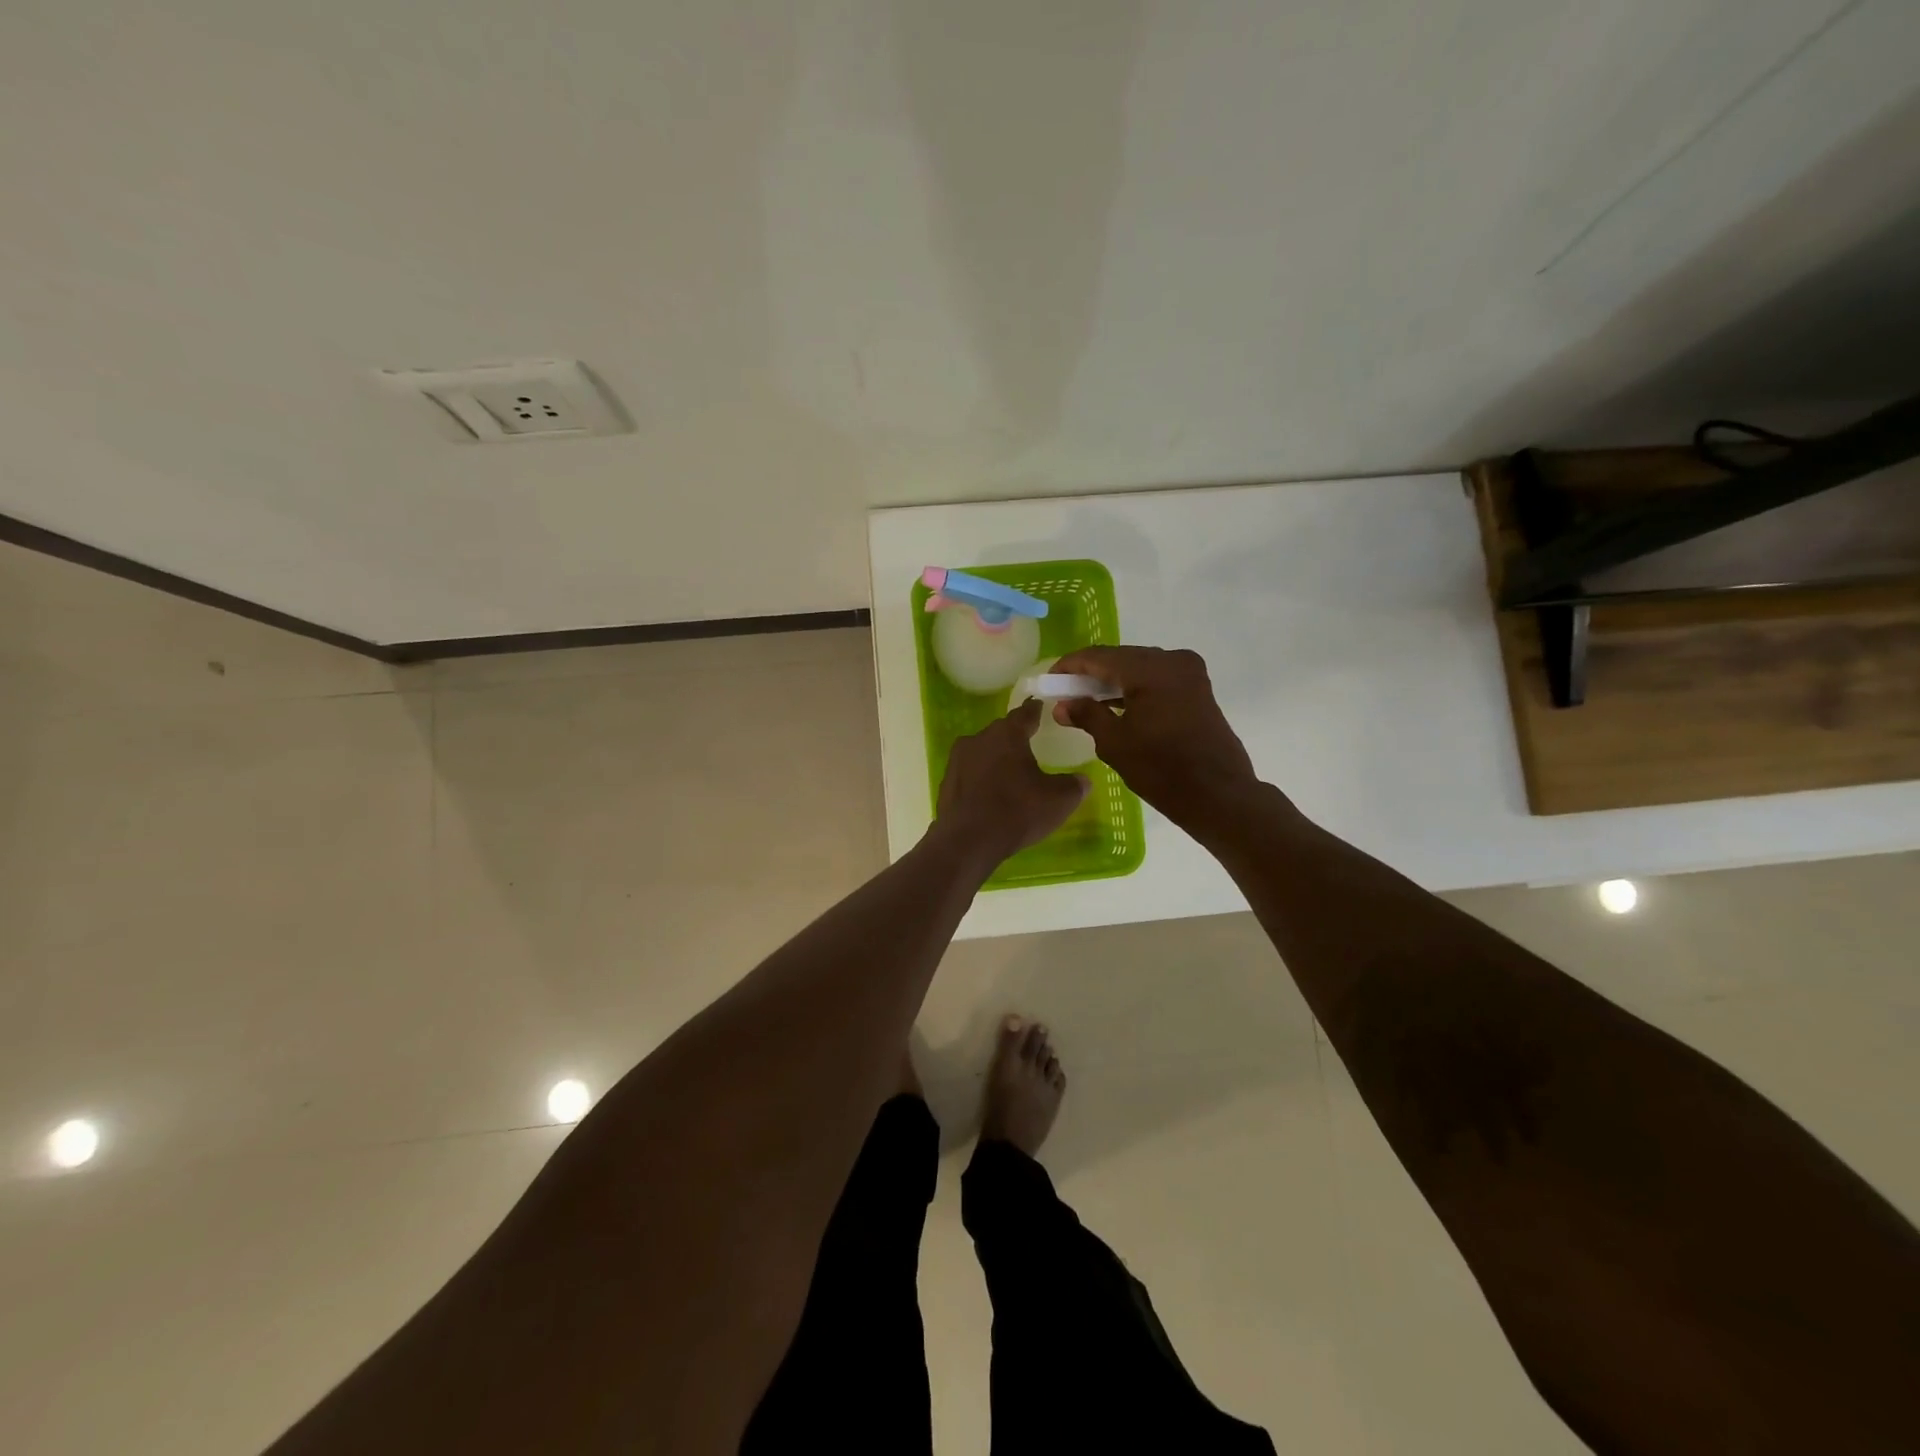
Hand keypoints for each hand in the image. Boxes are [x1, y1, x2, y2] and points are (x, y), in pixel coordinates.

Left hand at [934, 700, 1088, 865]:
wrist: (968, 841)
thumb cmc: (1018, 812)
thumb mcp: (1059, 800)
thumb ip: (1074, 785)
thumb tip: (1082, 780)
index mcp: (1007, 734)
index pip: (1025, 713)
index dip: (1036, 711)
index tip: (1041, 707)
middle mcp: (979, 739)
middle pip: (1002, 733)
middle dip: (1015, 739)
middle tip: (1030, 749)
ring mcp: (958, 760)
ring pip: (983, 753)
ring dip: (996, 760)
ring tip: (1011, 777)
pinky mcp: (946, 783)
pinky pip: (970, 774)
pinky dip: (981, 780)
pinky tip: (990, 797)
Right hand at [1049, 646, 1260, 830]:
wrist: (1219, 795)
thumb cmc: (1162, 770)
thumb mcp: (1115, 743)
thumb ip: (1086, 715)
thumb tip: (1062, 705)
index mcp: (1151, 669)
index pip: (1099, 656)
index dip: (1070, 666)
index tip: (1049, 680)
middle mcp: (1173, 661)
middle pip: (1120, 658)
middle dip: (1091, 673)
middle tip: (1065, 692)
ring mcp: (1189, 673)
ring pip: (1139, 667)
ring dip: (1112, 681)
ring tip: (1085, 701)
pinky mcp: (1197, 689)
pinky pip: (1157, 679)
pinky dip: (1134, 688)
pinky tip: (1114, 705)